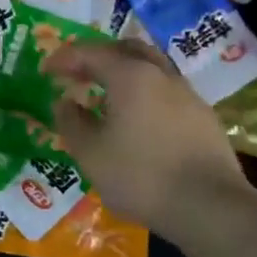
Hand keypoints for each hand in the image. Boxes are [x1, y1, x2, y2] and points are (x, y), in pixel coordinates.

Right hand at [41, 39, 256, 235]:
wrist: (209, 206)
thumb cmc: (141, 176)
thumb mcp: (91, 154)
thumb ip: (71, 122)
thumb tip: (64, 102)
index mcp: (130, 76)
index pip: (90, 53)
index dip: (64, 58)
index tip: (46, 71)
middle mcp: (161, 74)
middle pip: (126, 49)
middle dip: (98, 56)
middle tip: (78, 74)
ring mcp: (187, 93)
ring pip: (151, 68)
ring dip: (125, 73)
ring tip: (107, 96)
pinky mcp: (204, 116)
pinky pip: (167, 91)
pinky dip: (145, 93)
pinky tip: (139, 119)